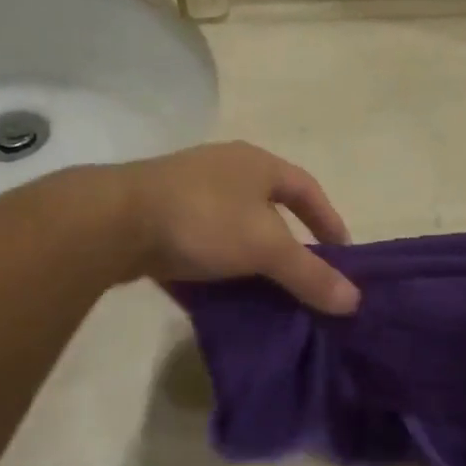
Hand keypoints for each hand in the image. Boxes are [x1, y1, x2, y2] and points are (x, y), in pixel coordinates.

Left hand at [111, 142, 357, 313]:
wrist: (111, 221)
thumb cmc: (203, 219)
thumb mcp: (265, 247)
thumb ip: (309, 274)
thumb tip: (354, 301)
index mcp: (256, 164)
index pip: (307, 189)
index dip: (328, 220)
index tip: (342, 254)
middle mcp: (224, 171)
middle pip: (269, 209)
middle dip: (288, 245)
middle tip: (304, 279)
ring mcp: (187, 192)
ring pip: (232, 230)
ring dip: (250, 261)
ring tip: (265, 295)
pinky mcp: (157, 218)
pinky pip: (199, 246)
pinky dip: (215, 271)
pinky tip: (220, 299)